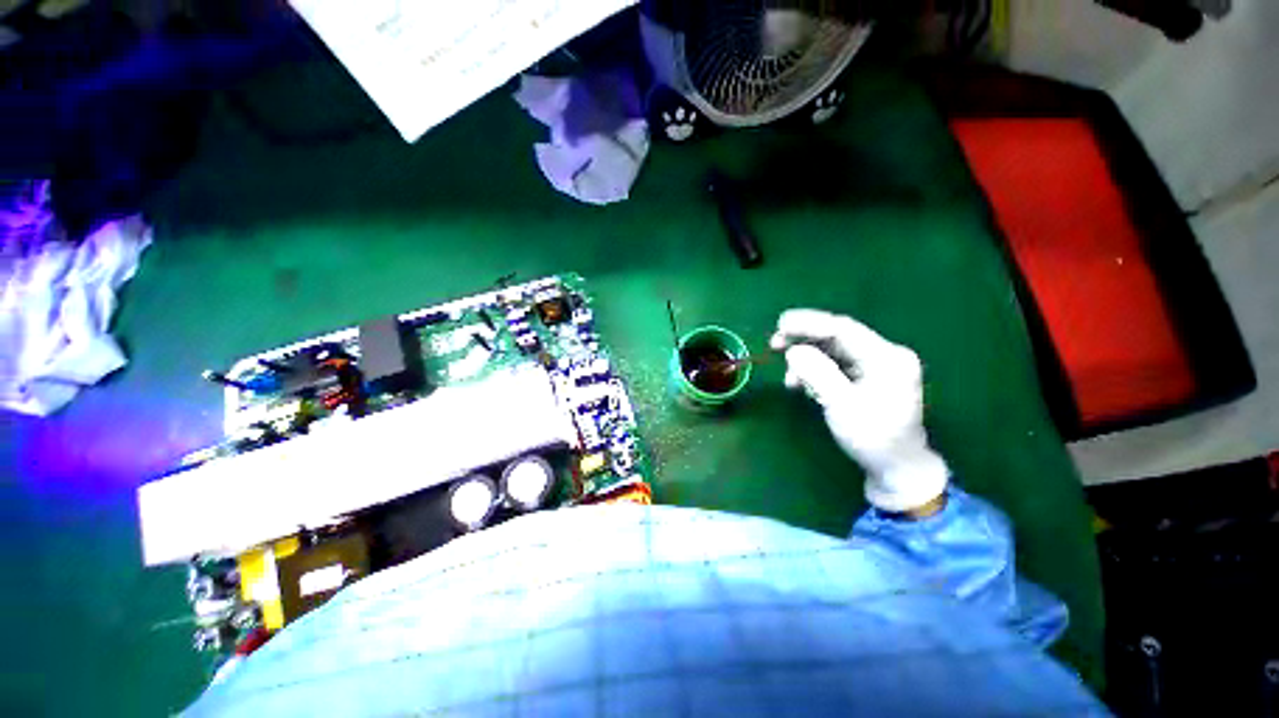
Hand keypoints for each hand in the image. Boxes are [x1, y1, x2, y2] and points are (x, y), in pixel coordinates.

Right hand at [771, 309, 948, 513]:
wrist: (896, 468)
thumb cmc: (873, 439)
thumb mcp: (842, 406)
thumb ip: (817, 373)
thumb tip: (793, 351)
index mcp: (887, 357)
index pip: (843, 329)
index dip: (809, 324)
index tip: (780, 324)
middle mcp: (883, 355)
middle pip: (836, 336)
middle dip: (803, 339)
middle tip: (775, 344)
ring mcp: (875, 365)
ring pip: (832, 350)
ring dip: (806, 359)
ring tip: (788, 378)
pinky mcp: (865, 376)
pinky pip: (834, 364)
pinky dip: (813, 371)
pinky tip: (800, 384)